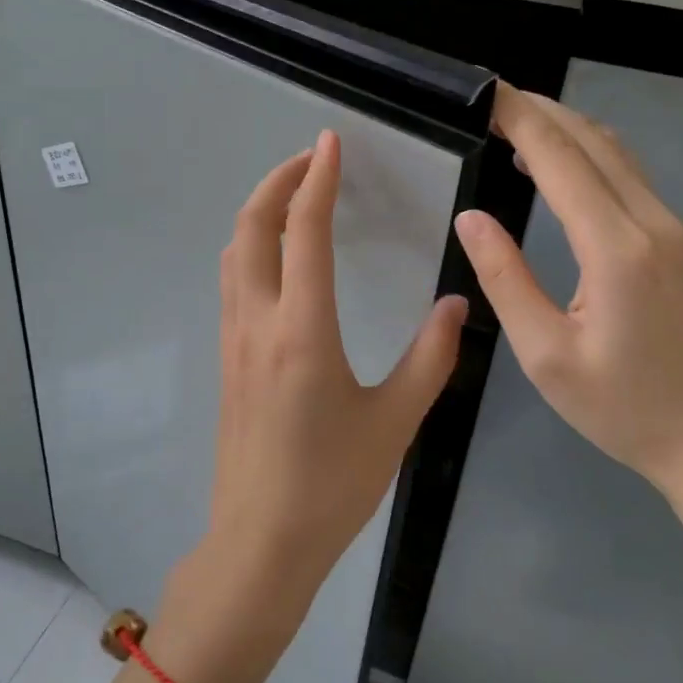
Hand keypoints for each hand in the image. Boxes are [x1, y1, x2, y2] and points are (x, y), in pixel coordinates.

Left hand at [207, 129, 467, 600]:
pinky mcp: (227, 358)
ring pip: (234, 253)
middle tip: (311, 159)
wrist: (261, 540)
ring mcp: (234, 339)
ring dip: (259, 211)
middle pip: (251, 228)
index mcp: (302, 330)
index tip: (330, 142)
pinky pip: (233, 281)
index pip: (305, 232)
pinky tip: (277, 256)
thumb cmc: (332, 485)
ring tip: (293, 196)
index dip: (318, 179)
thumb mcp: (395, 422)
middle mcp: (259, 322)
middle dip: (277, 182)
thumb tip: (455, 305)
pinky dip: (251, 246)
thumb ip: (430, 358)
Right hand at [453, 85, 682, 491]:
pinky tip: (557, 166)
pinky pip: (628, 176)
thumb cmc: (617, 406)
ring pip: (616, 153)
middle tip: (491, 101)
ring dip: (566, 128)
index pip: (562, 160)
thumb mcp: (543, 352)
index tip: (485, 94)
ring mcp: (671, 230)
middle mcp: (651, 224)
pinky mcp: (675, 242)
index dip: (521, 120)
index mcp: (616, 249)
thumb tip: (470, 217)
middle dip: (541, 112)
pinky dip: (588, 153)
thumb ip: (506, 277)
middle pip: (593, 141)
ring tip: (516, 123)